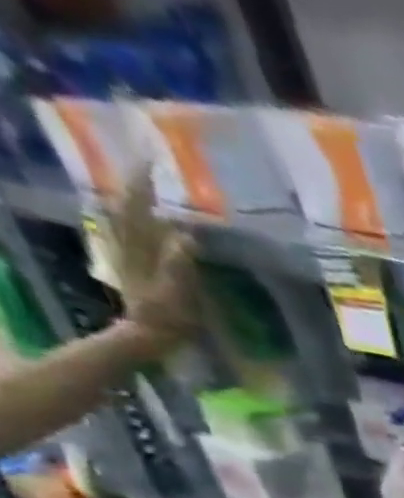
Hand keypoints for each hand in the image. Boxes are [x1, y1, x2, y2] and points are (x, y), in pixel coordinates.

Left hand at [109, 169, 196, 354]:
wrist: (146, 336)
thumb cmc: (169, 318)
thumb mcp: (181, 293)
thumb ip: (180, 263)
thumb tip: (186, 233)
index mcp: (142, 248)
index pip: (140, 206)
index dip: (145, 183)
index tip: (155, 160)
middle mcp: (128, 243)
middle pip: (127, 205)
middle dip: (136, 185)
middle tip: (148, 165)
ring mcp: (126, 252)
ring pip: (123, 215)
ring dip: (131, 198)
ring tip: (142, 184)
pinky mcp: (129, 263)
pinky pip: (124, 231)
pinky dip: (127, 217)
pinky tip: (129, 213)